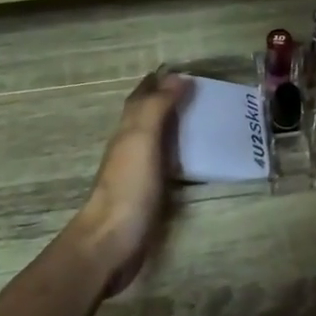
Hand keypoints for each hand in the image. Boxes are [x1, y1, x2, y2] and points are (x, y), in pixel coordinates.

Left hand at [71, 69, 187, 293]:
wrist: (111, 243)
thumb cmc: (127, 188)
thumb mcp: (141, 140)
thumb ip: (156, 108)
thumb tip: (176, 76)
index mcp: (128, 131)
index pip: (142, 98)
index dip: (159, 83)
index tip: (183, 72)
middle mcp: (130, 147)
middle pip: (148, 117)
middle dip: (168, 102)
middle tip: (200, 94)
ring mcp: (138, 174)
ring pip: (156, 141)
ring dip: (175, 129)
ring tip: (204, 122)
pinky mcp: (149, 197)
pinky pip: (166, 167)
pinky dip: (179, 157)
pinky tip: (195, 162)